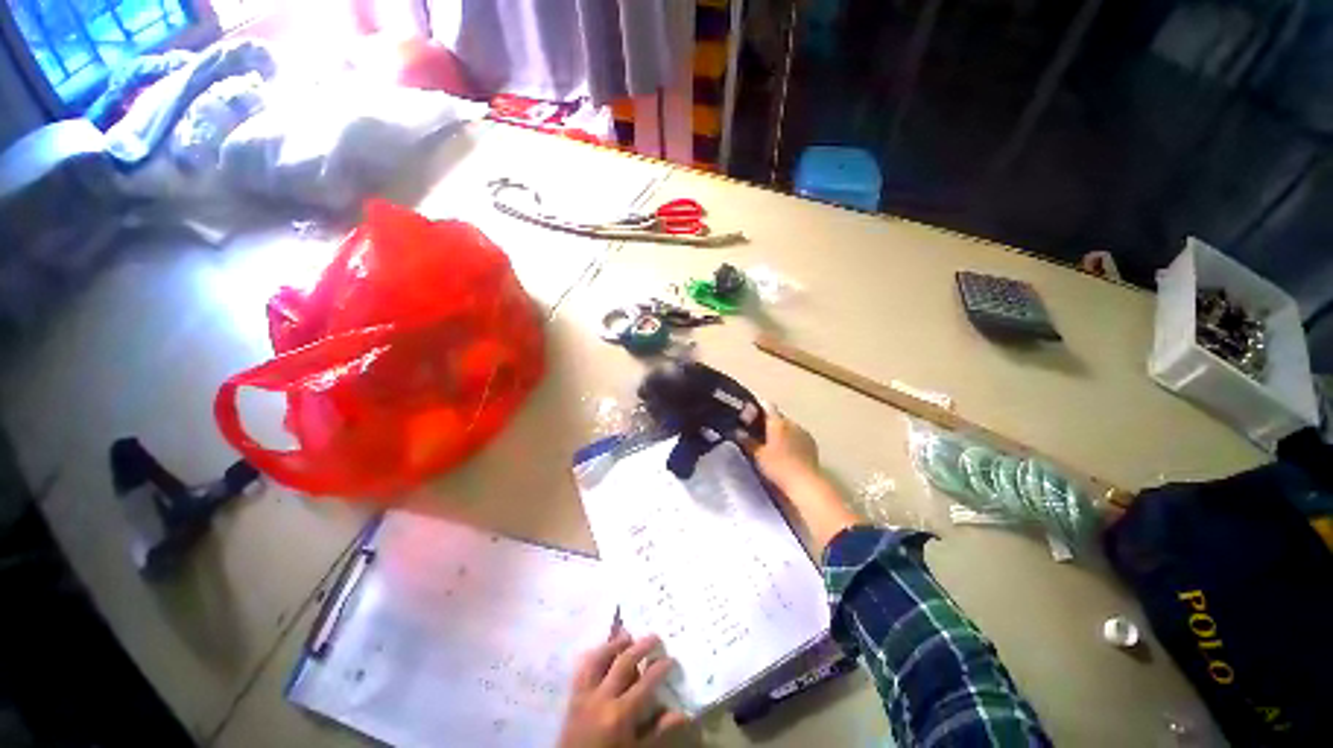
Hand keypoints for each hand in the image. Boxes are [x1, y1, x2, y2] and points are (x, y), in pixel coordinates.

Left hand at [557, 631, 687, 747]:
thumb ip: (657, 731)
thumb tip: (683, 714)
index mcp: (621, 714)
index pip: (646, 683)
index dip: (661, 668)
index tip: (671, 659)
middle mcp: (602, 698)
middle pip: (623, 663)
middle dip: (641, 647)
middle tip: (655, 637)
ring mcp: (584, 695)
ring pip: (599, 659)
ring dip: (614, 644)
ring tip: (628, 636)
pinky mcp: (572, 697)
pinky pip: (582, 669)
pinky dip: (594, 656)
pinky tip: (603, 651)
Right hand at [743, 405, 857, 552]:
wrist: (805, 483)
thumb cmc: (778, 466)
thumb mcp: (757, 455)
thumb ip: (747, 441)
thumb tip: (738, 432)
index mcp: (777, 422)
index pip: (767, 407)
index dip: (757, 410)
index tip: (749, 418)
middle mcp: (792, 423)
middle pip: (778, 417)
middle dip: (768, 423)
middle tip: (757, 435)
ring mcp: (804, 433)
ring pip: (788, 427)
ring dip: (781, 432)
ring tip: (772, 445)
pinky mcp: (812, 444)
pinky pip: (797, 436)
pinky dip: (791, 440)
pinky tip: (786, 452)